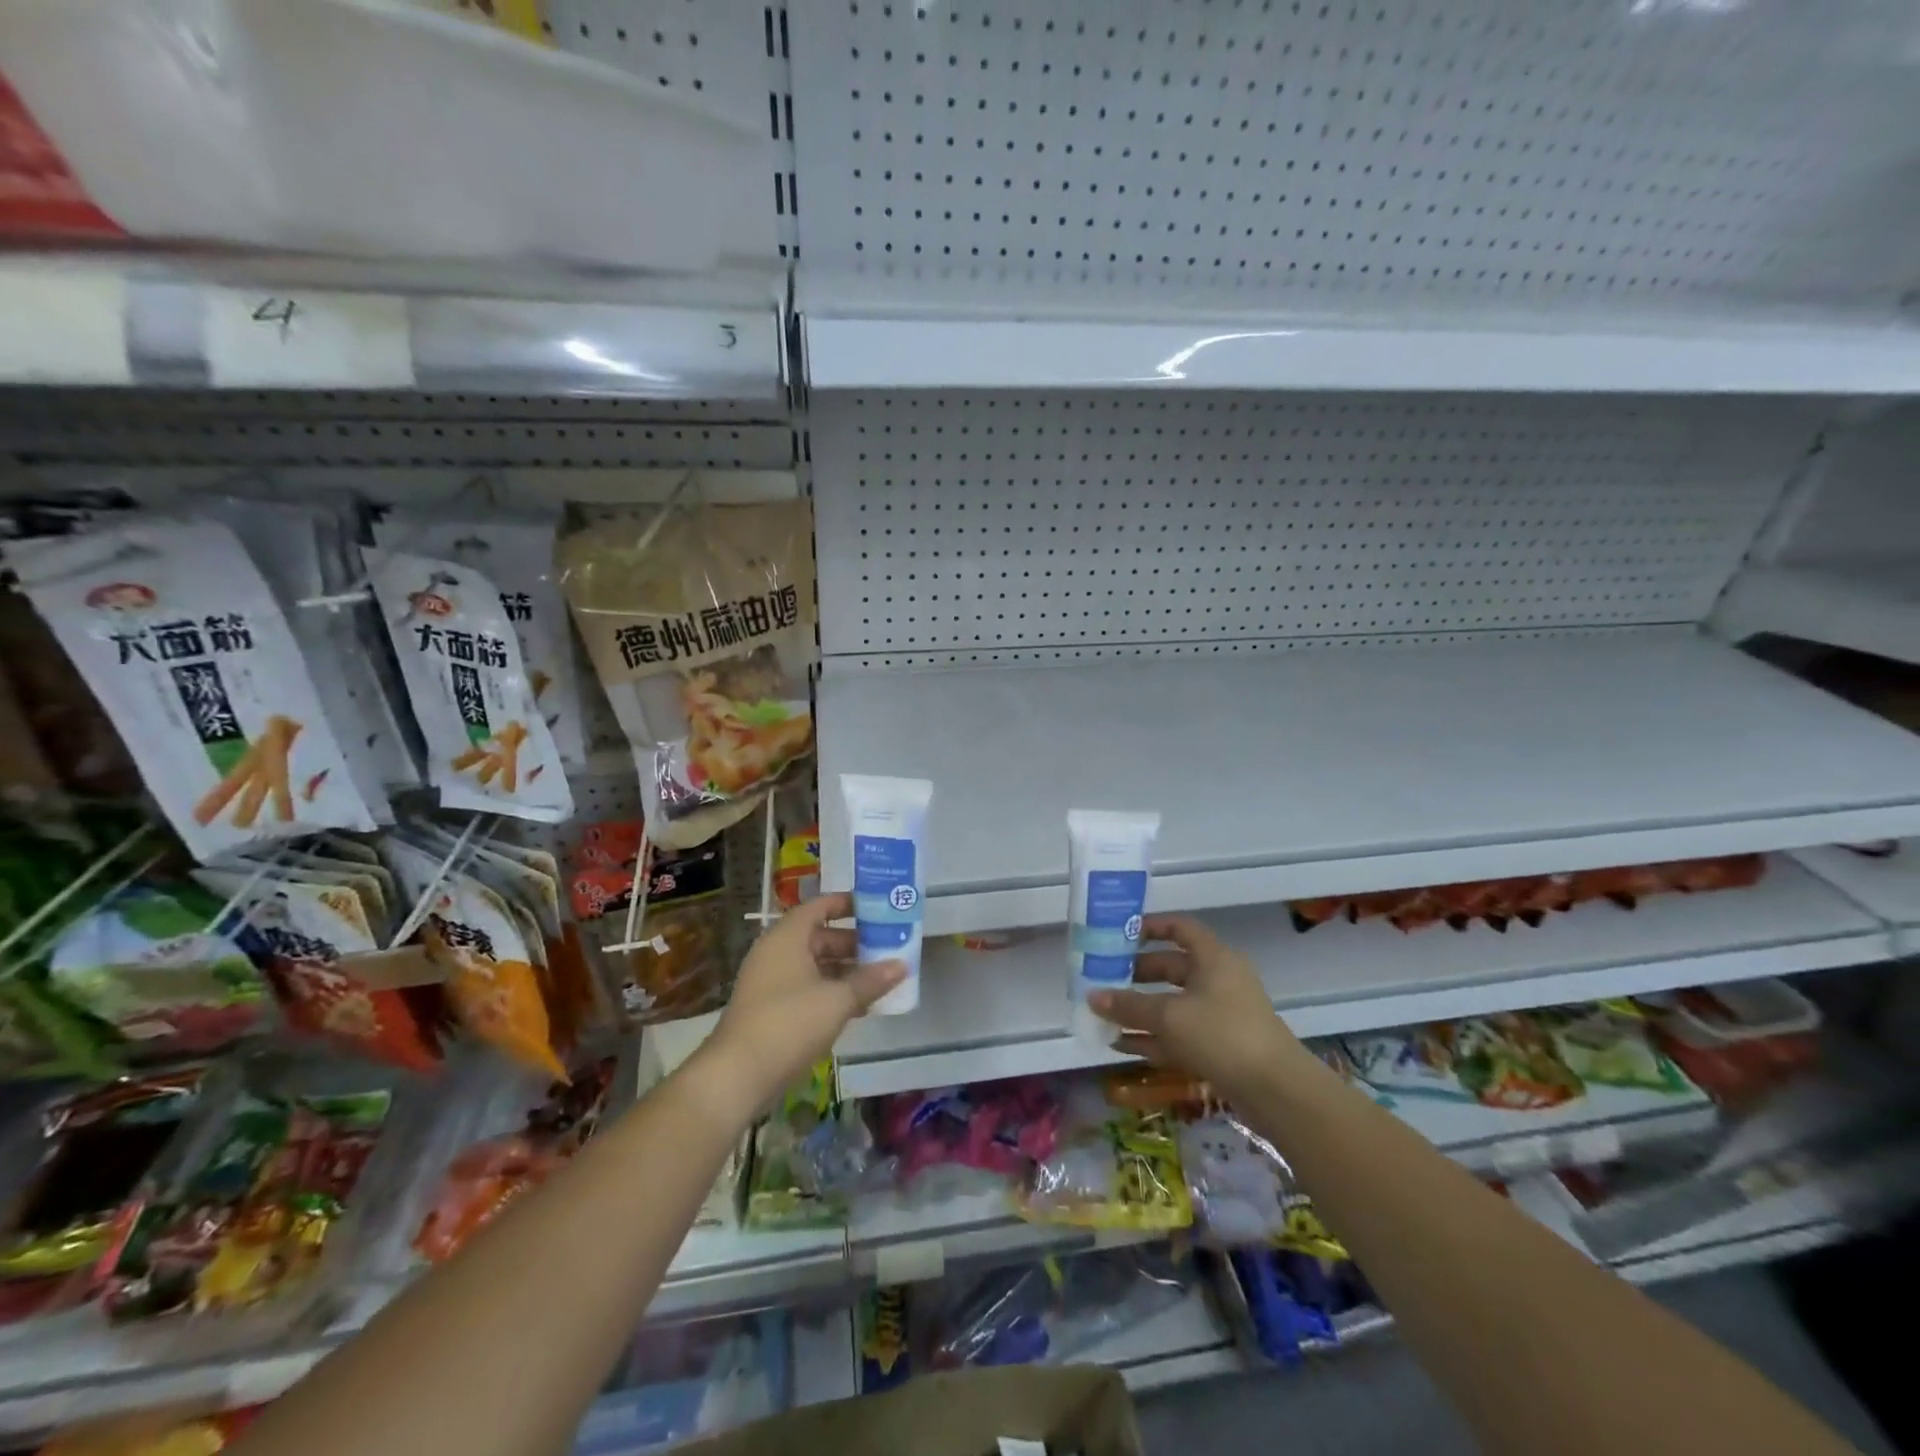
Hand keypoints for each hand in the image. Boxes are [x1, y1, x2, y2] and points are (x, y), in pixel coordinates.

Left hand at [708, 892, 904, 1106]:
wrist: (737, 1075)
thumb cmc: (789, 1023)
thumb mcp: (837, 1000)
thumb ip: (870, 980)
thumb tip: (902, 965)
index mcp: (787, 937)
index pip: (819, 906)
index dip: (847, 903)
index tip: (876, 907)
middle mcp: (776, 952)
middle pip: (819, 936)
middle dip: (853, 942)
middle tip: (887, 947)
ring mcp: (771, 982)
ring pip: (814, 965)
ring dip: (845, 970)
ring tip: (879, 978)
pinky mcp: (770, 1009)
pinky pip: (807, 988)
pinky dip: (831, 991)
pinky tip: (858, 1007)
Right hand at [1090, 914, 1304, 1101]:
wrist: (1276, 1090)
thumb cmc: (1222, 1034)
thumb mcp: (1169, 1016)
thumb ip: (1129, 1006)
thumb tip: (1092, 996)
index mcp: (1213, 958)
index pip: (1179, 928)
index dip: (1150, 927)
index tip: (1119, 935)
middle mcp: (1218, 980)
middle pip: (1172, 967)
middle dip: (1136, 974)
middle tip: (1104, 978)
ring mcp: (1221, 1014)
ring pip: (1173, 1003)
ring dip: (1141, 1009)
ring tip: (1105, 1014)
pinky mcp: (1220, 1045)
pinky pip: (1179, 1032)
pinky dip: (1153, 1036)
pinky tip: (1122, 1044)